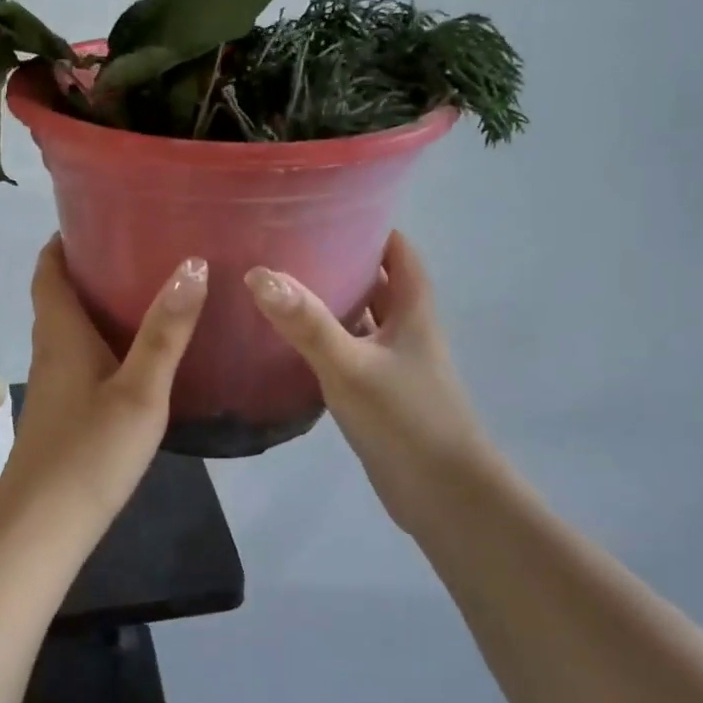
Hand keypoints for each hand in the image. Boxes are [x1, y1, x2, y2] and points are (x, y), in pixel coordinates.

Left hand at [0, 237, 207, 531]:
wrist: (44, 523)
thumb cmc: (91, 450)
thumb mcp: (140, 389)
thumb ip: (167, 331)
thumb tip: (192, 265)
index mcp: (61, 333)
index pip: (49, 270)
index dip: (63, 240)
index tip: (95, 215)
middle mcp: (50, 351)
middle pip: (59, 296)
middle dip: (89, 268)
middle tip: (137, 248)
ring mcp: (52, 384)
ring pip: (69, 329)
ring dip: (96, 305)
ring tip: (145, 291)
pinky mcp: (61, 411)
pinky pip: (78, 358)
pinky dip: (101, 341)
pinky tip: (136, 354)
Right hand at [246, 232, 502, 529]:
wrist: (443, 495)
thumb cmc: (406, 419)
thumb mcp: (351, 366)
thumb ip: (306, 323)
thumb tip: (260, 274)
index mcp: (413, 311)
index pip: (399, 251)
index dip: (372, 225)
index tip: (328, 208)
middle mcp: (407, 330)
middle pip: (377, 282)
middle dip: (341, 259)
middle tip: (289, 244)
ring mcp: (394, 364)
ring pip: (362, 319)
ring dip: (331, 302)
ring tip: (281, 285)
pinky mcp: (378, 394)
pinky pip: (349, 353)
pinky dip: (325, 342)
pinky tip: (289, 343)